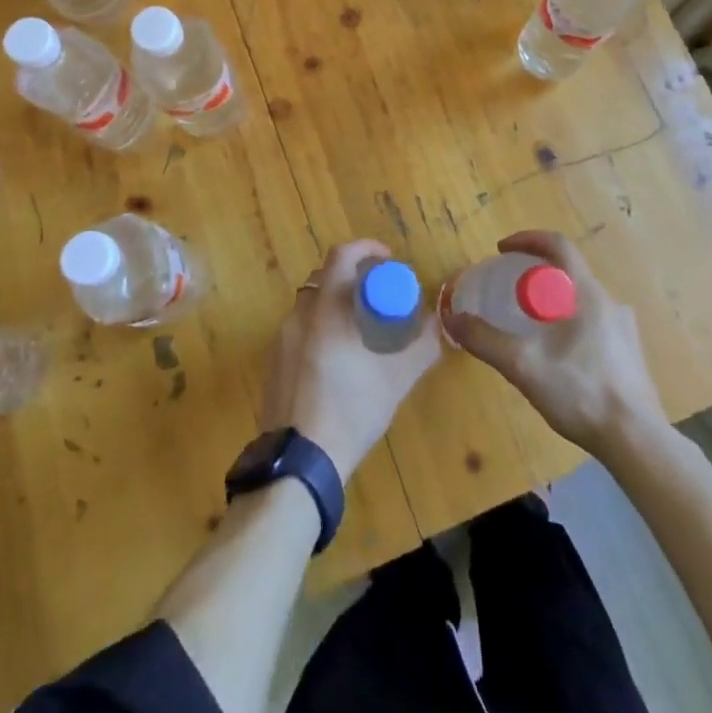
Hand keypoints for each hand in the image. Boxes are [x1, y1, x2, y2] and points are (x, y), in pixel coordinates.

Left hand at [259, 238, 442, 480]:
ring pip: (311, 304)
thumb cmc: (350, 410)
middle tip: (379, 295)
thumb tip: (438, 324)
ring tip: (361, 329)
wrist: (299, 463)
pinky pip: (300, 330)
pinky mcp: (273, 363)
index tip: (388, 260)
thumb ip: (421, 347)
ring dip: (336, 304)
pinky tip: (338, 360)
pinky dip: (320, 329)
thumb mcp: (395, 380)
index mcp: (326, 309)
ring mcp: (280, 339)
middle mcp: (299, 315)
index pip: (341, 255)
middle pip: (325, 278)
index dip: (366, 248)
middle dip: (353, 278)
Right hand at [442, 228, 664, 458]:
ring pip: (582, 299)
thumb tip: (452, 318)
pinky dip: (569, 323)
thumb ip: (485, 339)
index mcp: (587, 293)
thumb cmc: (580, 392)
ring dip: (553, 300)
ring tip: (530, 324)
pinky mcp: (630, 354)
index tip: (502, 250)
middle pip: (569, 271)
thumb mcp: (523, 365)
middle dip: (536, 273)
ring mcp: (624, 329)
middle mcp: (610, 302)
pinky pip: (594, 322)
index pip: (558, 245)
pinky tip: (557, 355)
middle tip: (510, 290)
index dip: (527, 239)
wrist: (636, 441)